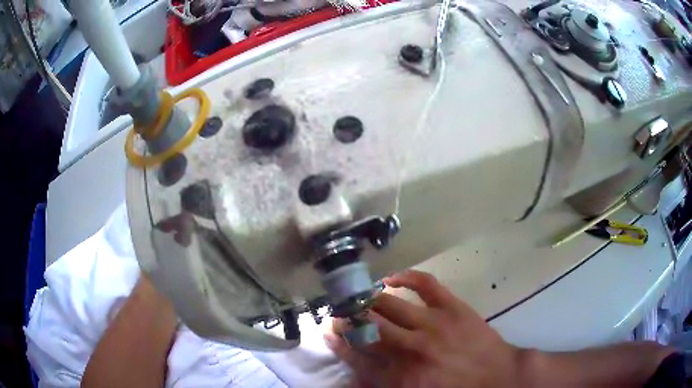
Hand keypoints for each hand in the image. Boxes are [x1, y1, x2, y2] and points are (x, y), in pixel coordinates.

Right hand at [325, 270, 526, 387]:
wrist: (498, 377)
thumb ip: (384, 386)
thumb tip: (354, 380)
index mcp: (400, 376)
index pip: (358, 356)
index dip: (339, 343)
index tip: (329, 332)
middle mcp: (410, 348)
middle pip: (367, 328)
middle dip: (348, 318)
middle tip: (339, 311)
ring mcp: (432, 324)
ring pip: (389, 305)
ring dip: (368, 300)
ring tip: (358, 296)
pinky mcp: (452, 307)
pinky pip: (424, 284)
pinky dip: (405, 277)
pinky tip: (392, 278)